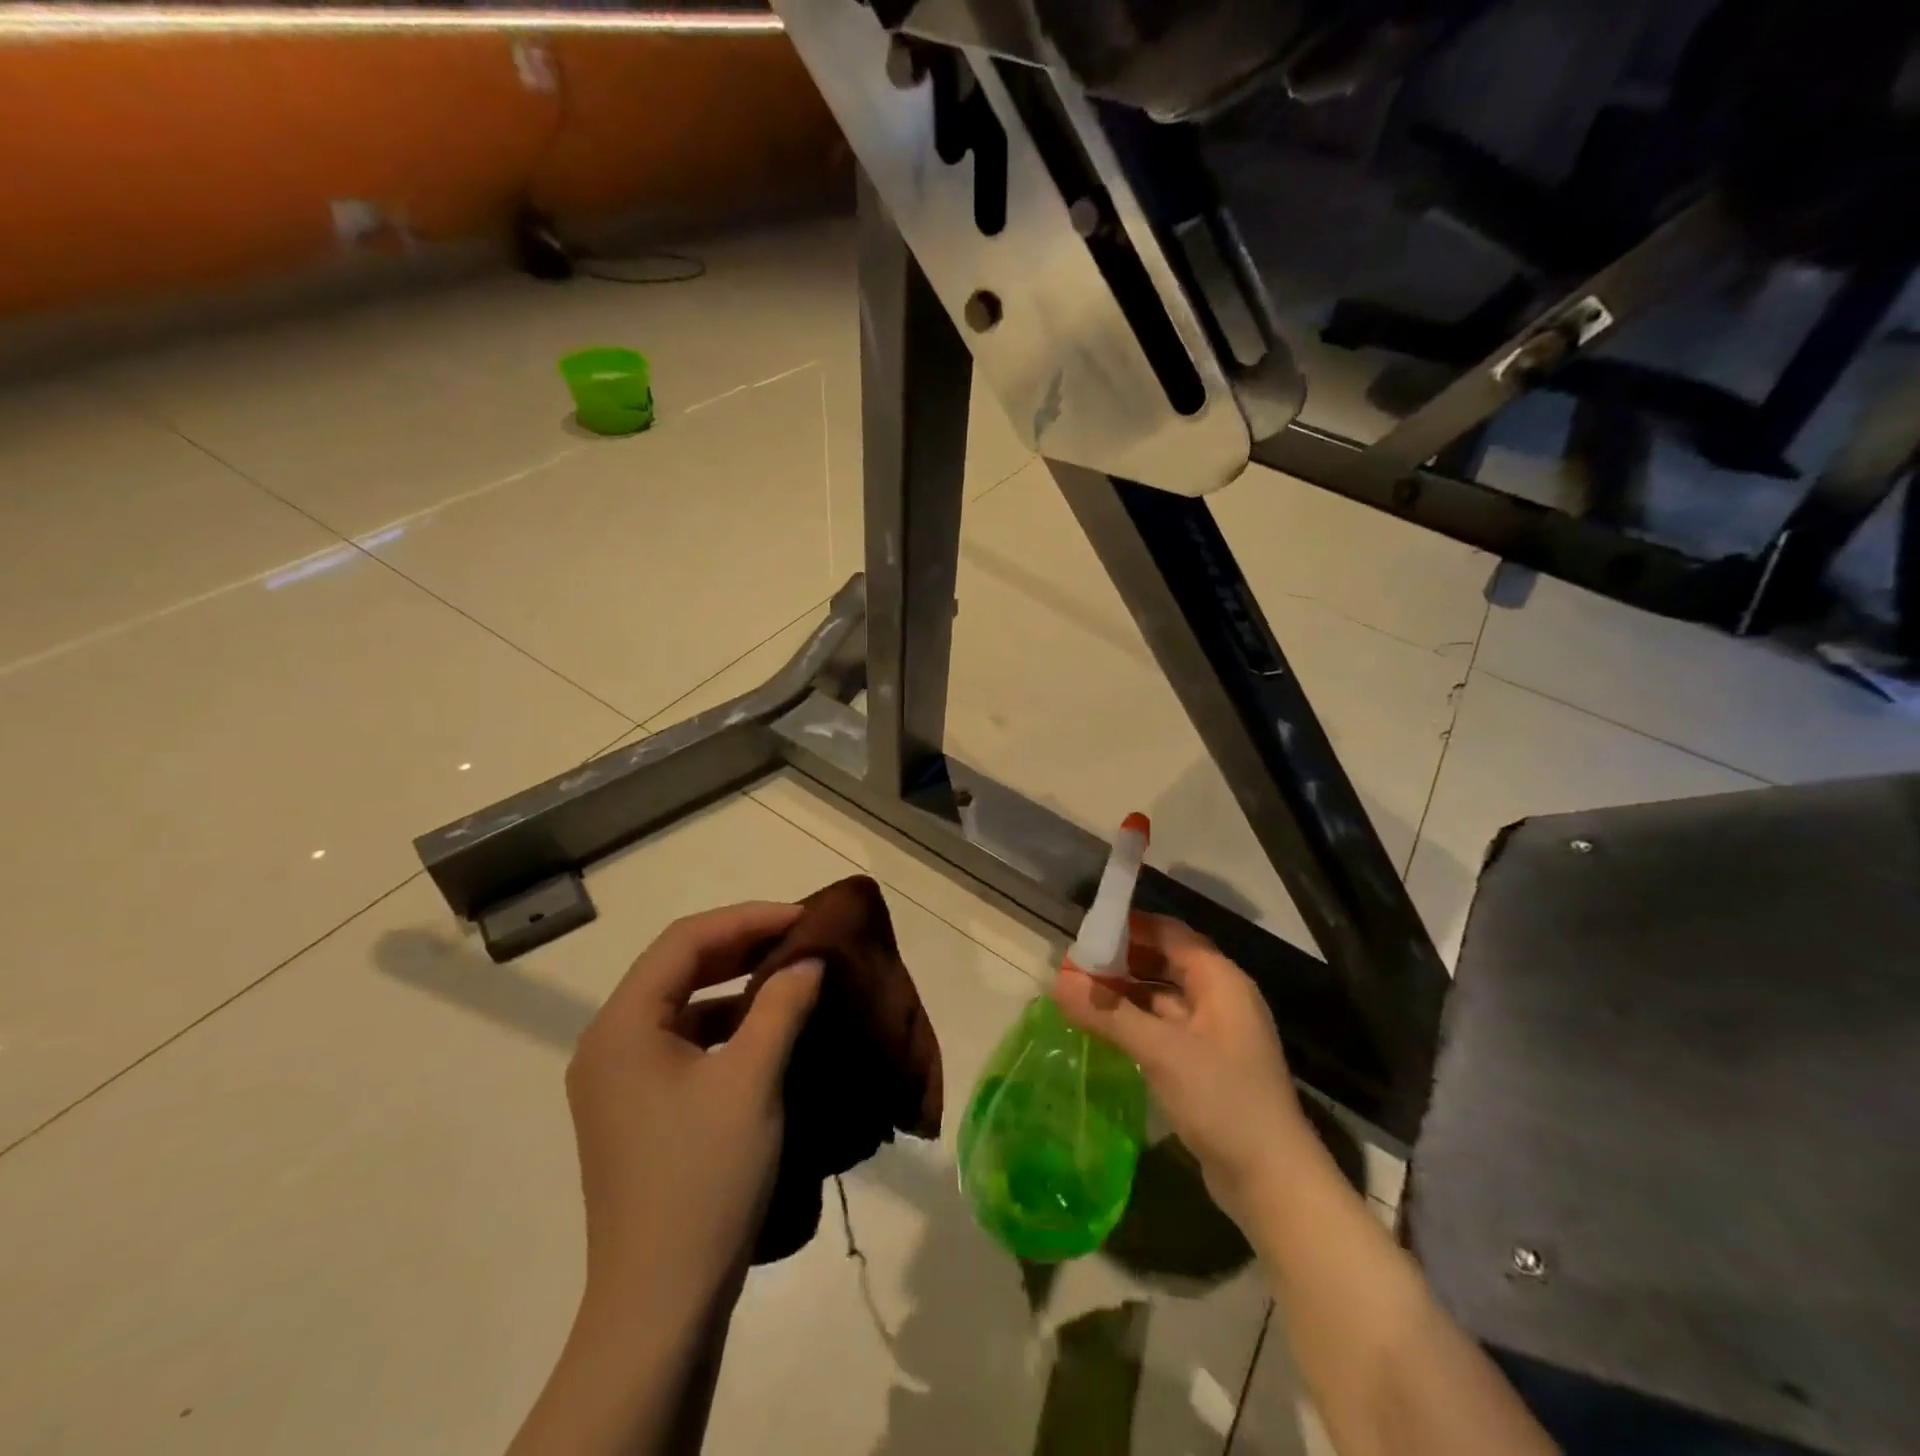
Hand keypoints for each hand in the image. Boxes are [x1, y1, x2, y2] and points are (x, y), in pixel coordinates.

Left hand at [565, 901, 821, 1318]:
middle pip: (679, 966)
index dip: (748, 918)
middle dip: (742, 945)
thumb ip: (781, 1004)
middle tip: (801, 938)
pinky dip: (727, 1025)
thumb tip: (809, 959)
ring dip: (736, 985)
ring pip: (682, 1004)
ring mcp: (619, 1080)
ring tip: (791, 976)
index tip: (804, 918)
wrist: (661, 1306)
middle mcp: (610, 1043)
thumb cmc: (703, 1178)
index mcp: (623, 1025)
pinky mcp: (638, 1111)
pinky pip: (684, 1042)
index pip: (686, 940)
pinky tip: (768, 1032)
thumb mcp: (752, 1079)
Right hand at [1052, 913, 1308, 1223]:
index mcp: (1220, 980)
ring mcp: (1214, 1033)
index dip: (1130, 926)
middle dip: (1121, 960)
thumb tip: (1057, 979)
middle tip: (1075, 964)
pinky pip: (1164, 1028)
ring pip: (1162, 997)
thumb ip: (1109, 1013)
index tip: (1087, 928)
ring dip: (1125, 993)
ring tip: (1079, 994)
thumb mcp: (1162, 1052)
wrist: (1273, 1182)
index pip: (1170, 933)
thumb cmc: (1223, 1100)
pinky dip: (1135, 1022)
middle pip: (1165, 962)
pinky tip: (1104, 1030)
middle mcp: (1220, 998)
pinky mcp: (1205, 1065)